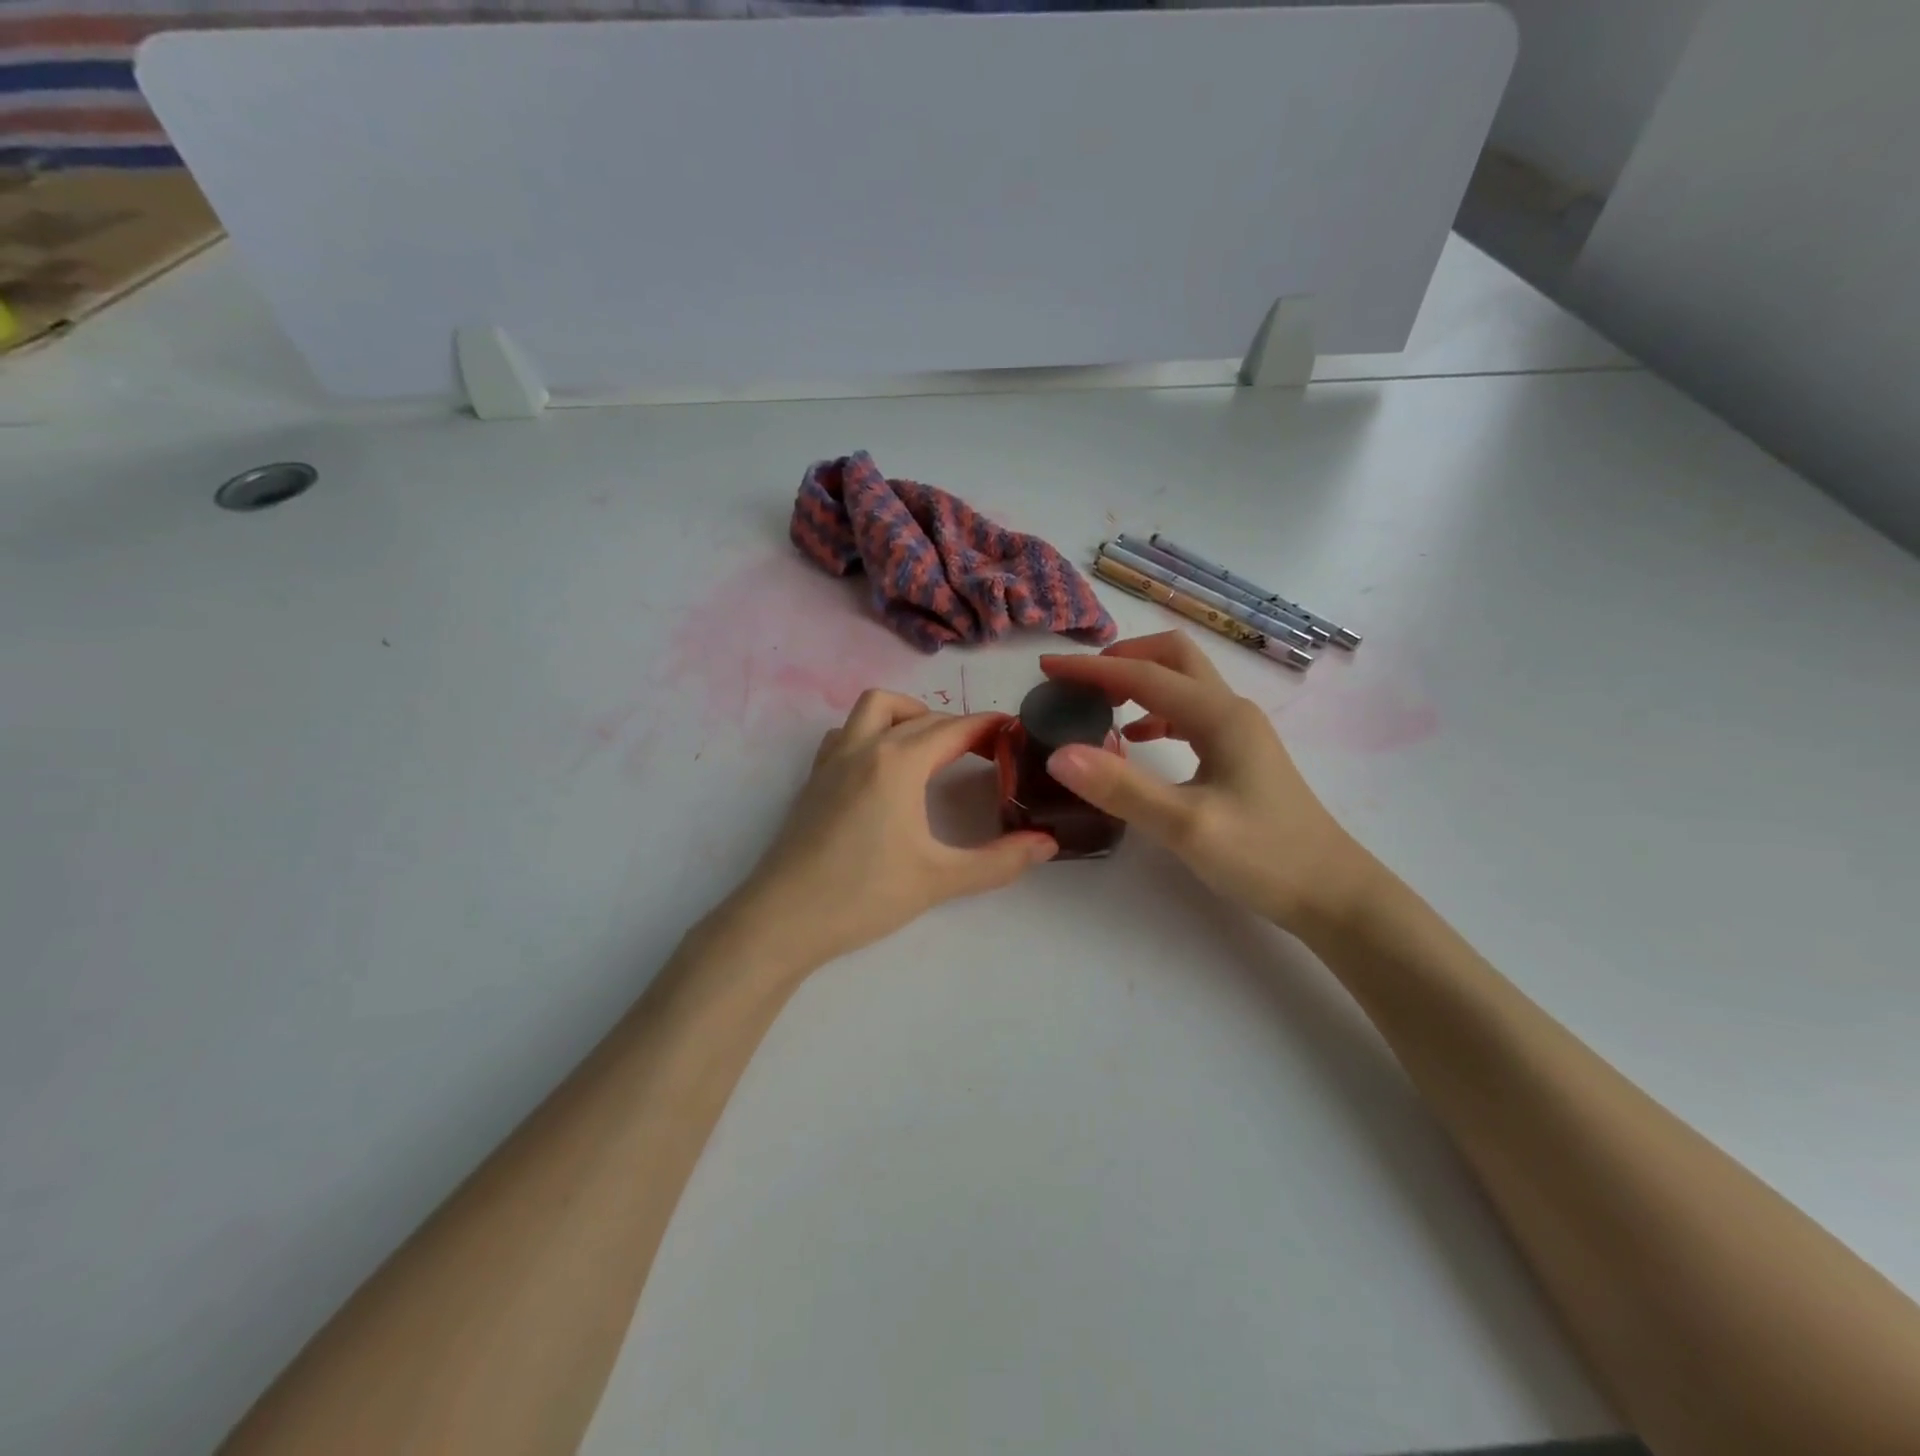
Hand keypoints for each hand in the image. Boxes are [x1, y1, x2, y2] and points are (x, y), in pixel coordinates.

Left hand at [719, 690, 1057, 971]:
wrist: (782, 919)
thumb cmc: (863, 895)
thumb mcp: (939, 879)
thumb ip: (999, 861)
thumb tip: (1048, 844)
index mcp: (897, 763)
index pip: (953, 728)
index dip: (989, 727)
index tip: (1016, 732)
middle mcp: (864, 748)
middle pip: (920, 716)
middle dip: (957, 724)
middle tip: (986, 751)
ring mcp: (832, 760)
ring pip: (873, 709)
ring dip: (908, 714)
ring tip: (932, 747)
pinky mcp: (814, 779)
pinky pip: (846, 733)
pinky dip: (872, 732)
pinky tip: (882, 767)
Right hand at [1038, 632, 1373, 931]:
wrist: (1331, 894)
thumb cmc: (1264, 857)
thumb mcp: (1185, 826)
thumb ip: (1122, 788)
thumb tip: (1059, 754)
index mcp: (1219, 716)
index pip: (1143, 675)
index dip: (1091, 669)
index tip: (1046, 668)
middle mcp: (1230, 711)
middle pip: (1172, 658)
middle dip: (1122, 659)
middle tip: (1078, 682)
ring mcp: (1239, 732)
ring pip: (1182, 684)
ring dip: (1138, 683)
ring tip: (1097, 706)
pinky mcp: (1239, 755)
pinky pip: (1189, 714)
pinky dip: (1155, 712)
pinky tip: (1137, 740)